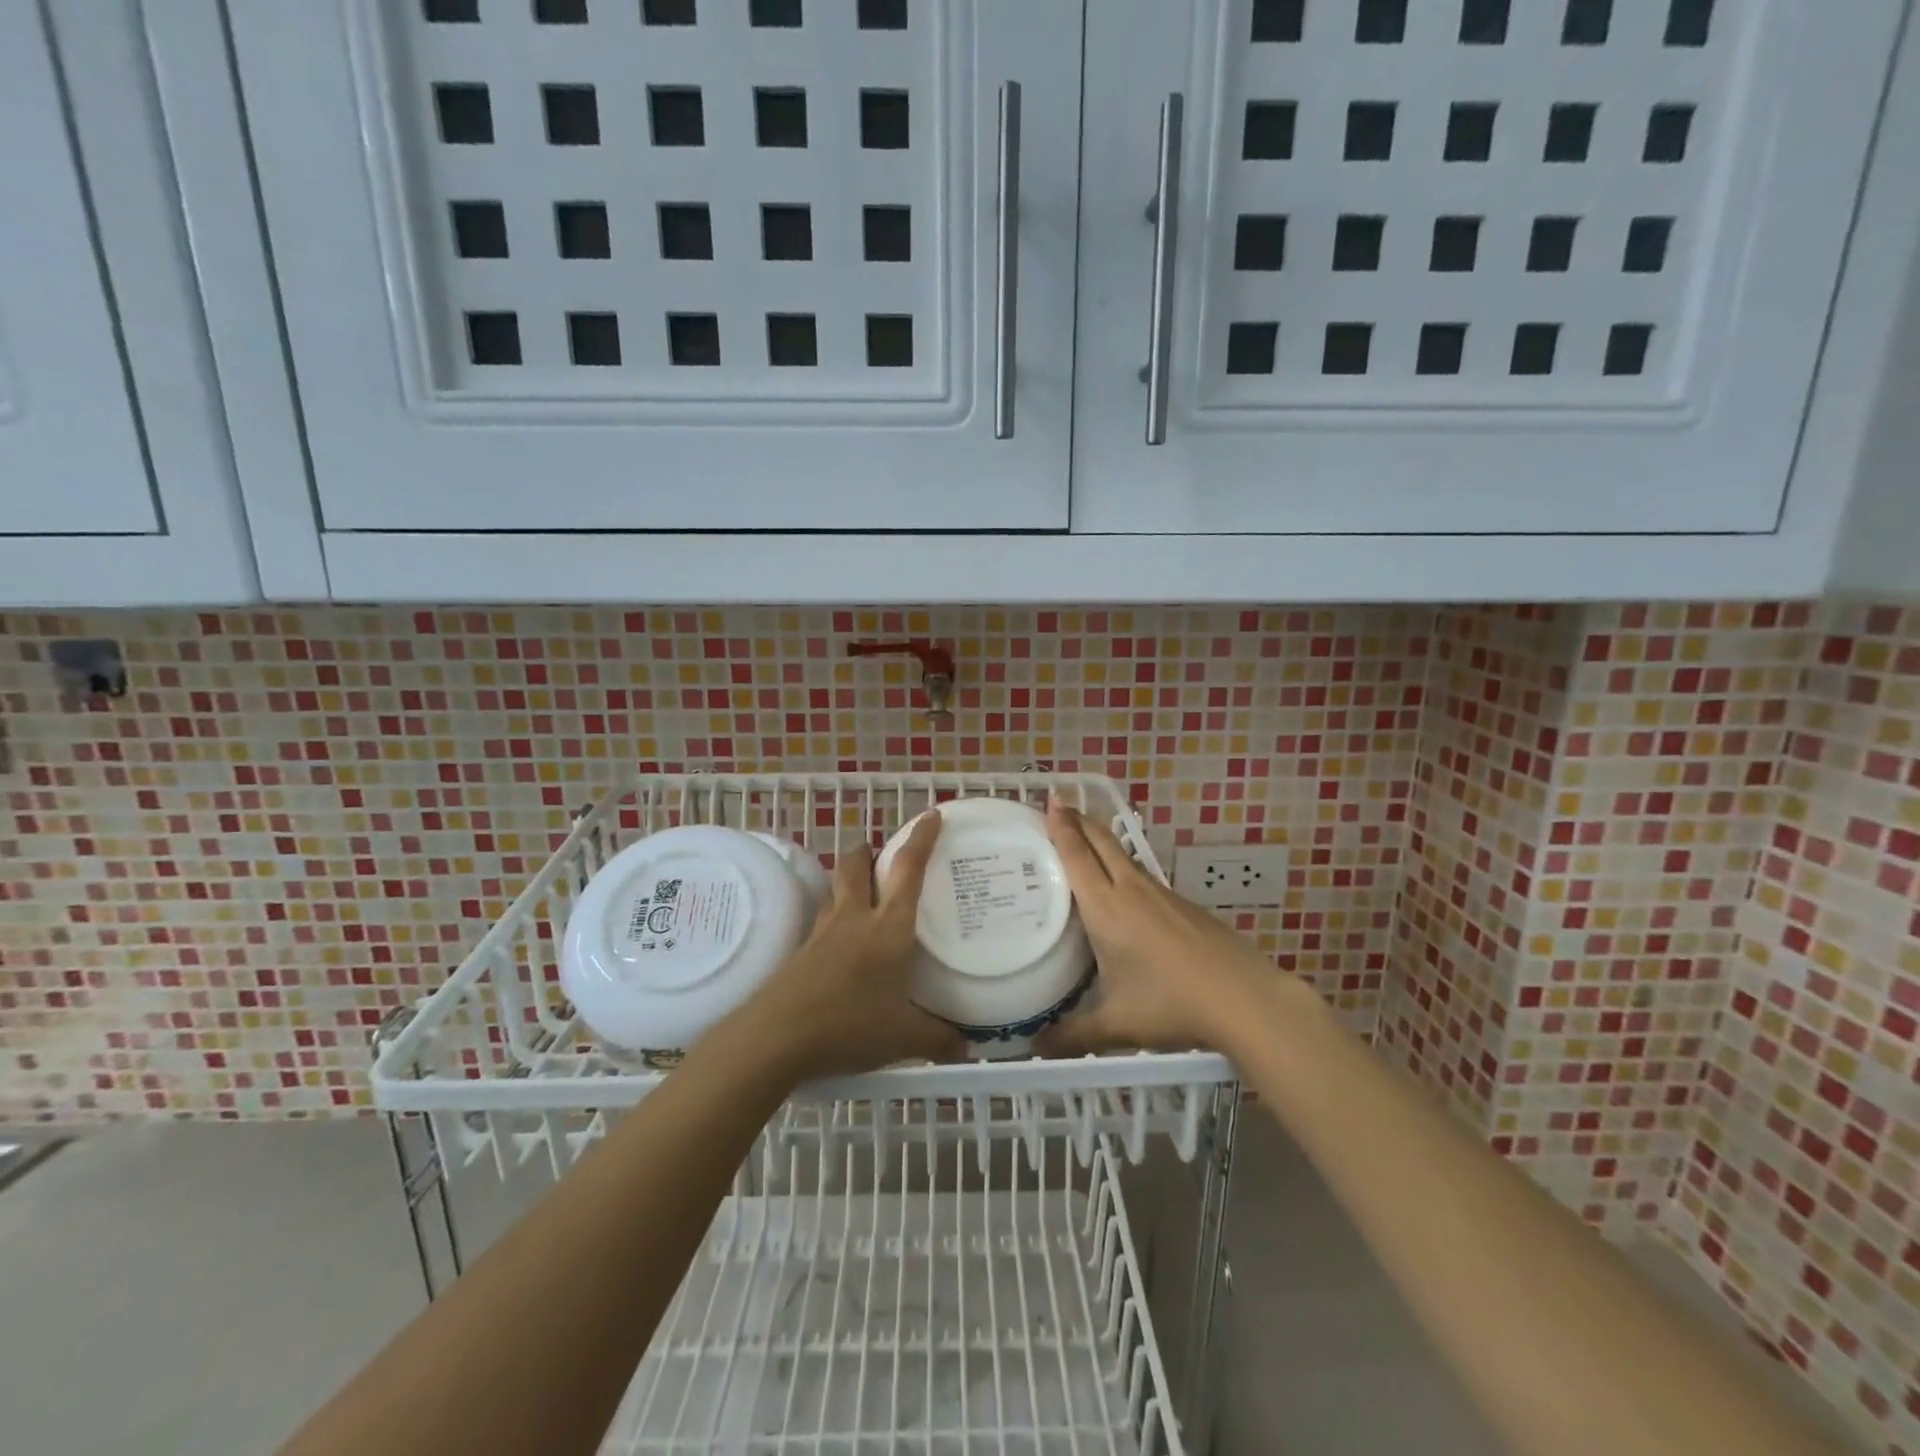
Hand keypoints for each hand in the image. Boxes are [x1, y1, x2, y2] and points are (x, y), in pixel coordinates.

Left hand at [726, 812, 963, 1080]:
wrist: (776, 1037)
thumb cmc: (849, 1026)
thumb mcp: (903, 1038)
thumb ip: (938, 1039)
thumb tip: (967, 1047)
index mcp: (888, 928)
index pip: (908, 869)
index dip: (921, 838)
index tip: (931, 814)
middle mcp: (855, 918)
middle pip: (857, 864)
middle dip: (870, 851)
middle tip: (882, 855)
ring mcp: (823, 931)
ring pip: (837, 888)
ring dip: (850, 879)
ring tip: (864, 894)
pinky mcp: (802, 950)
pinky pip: (823, 918)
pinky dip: (836, 915)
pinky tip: (842, 941)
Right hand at [1038, 798, 1283, 1055]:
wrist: (1243, 998)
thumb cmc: (1171, 1004)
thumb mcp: (1116, 1024)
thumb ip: (1073, 1034)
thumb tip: (1034, 1049)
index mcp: (1106, 908)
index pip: (1078, 856)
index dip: (1061, 827)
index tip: (1050, 800)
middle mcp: (1132, 891)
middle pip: (1102, 843)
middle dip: (1079, 820)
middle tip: (1060, 803)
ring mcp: (1162, 895)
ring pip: (1124, 857)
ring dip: (1102, 841)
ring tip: (1086, 839)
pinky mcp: (1185, 906)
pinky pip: (1143, 877)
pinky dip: (1124, 867)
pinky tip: (1126, 889)